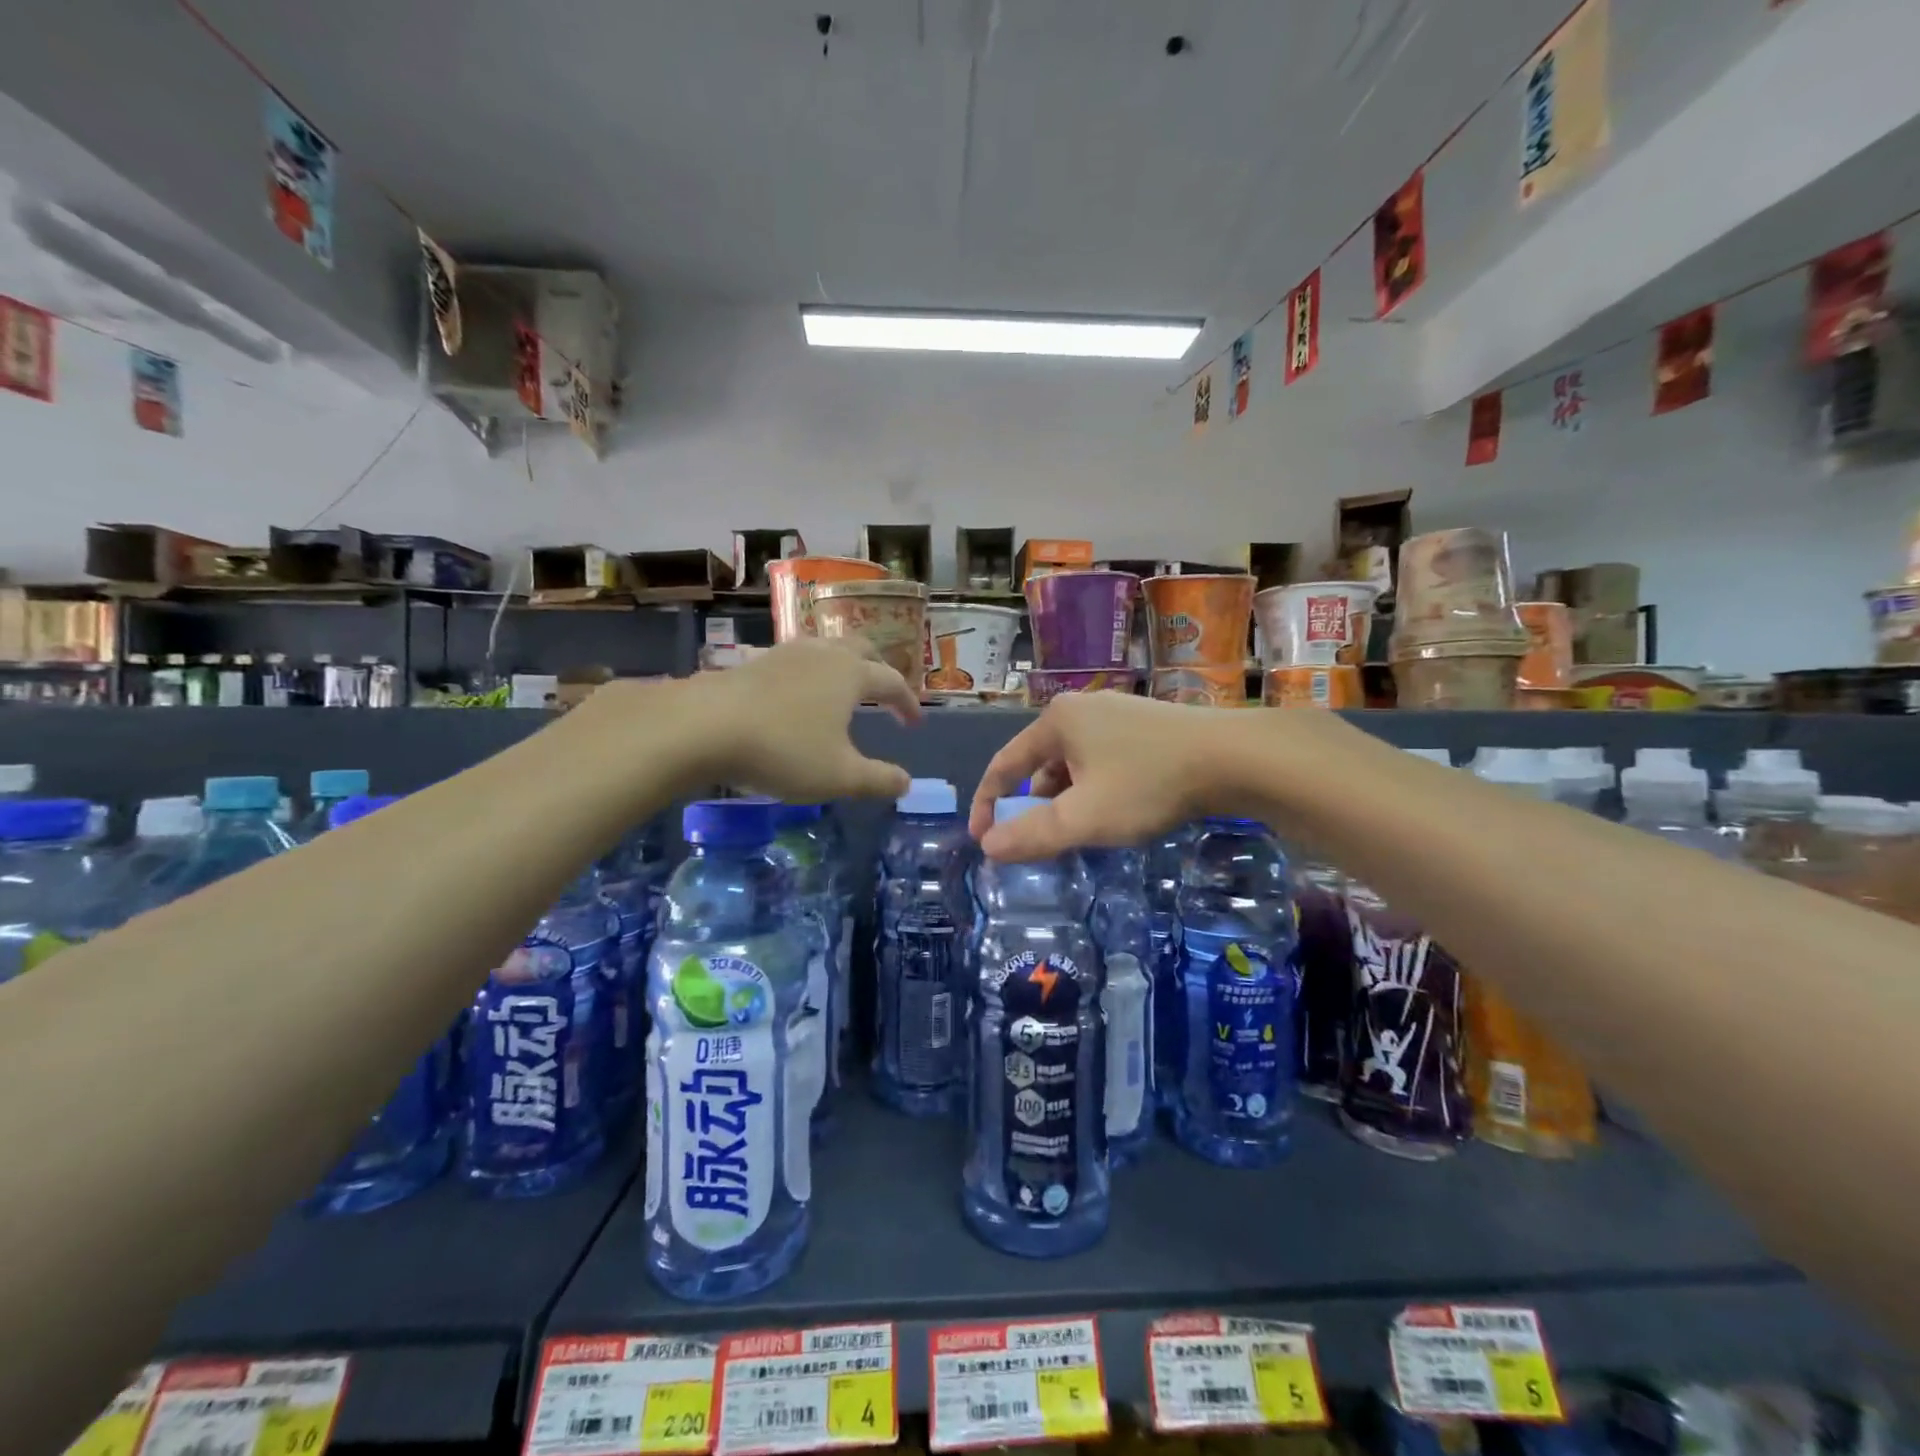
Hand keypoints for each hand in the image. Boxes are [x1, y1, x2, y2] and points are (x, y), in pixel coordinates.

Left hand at [683, 639, 920, 801]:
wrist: (704, 726)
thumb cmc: (783, 749)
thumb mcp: (839, 776)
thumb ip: (878, 780)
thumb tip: (906, 783)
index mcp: (851, 674)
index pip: (892, 681)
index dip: (908, 702)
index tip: (914, 723)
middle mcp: (823, 654)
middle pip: (862, 649)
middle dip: (879, 668)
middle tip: (885, 693)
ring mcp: (785, 653)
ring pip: (826, 648)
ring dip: (843, 665)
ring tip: (841, 689)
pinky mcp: (754, 661)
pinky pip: (795, 659)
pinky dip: (809, 672)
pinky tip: (796, 693)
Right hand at [969, 693, 1248, 859]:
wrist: (1234, 758)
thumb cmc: (1148, 784)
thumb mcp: (1084, 818)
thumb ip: (1032, 835)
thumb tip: (989, 847)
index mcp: (1056, 721)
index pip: (1004, 764)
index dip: (987, 803)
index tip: (982, 840)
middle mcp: (1082, 709)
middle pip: (1040, 764)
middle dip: (1033, 806)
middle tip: (1038, 842)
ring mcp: (1118, 713)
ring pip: (1074, 764)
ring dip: (1067, 799)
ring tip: (1078, 832)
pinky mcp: (1147, 725)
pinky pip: (1103, 760)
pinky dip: (1095, 788)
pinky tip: (1114, 811)